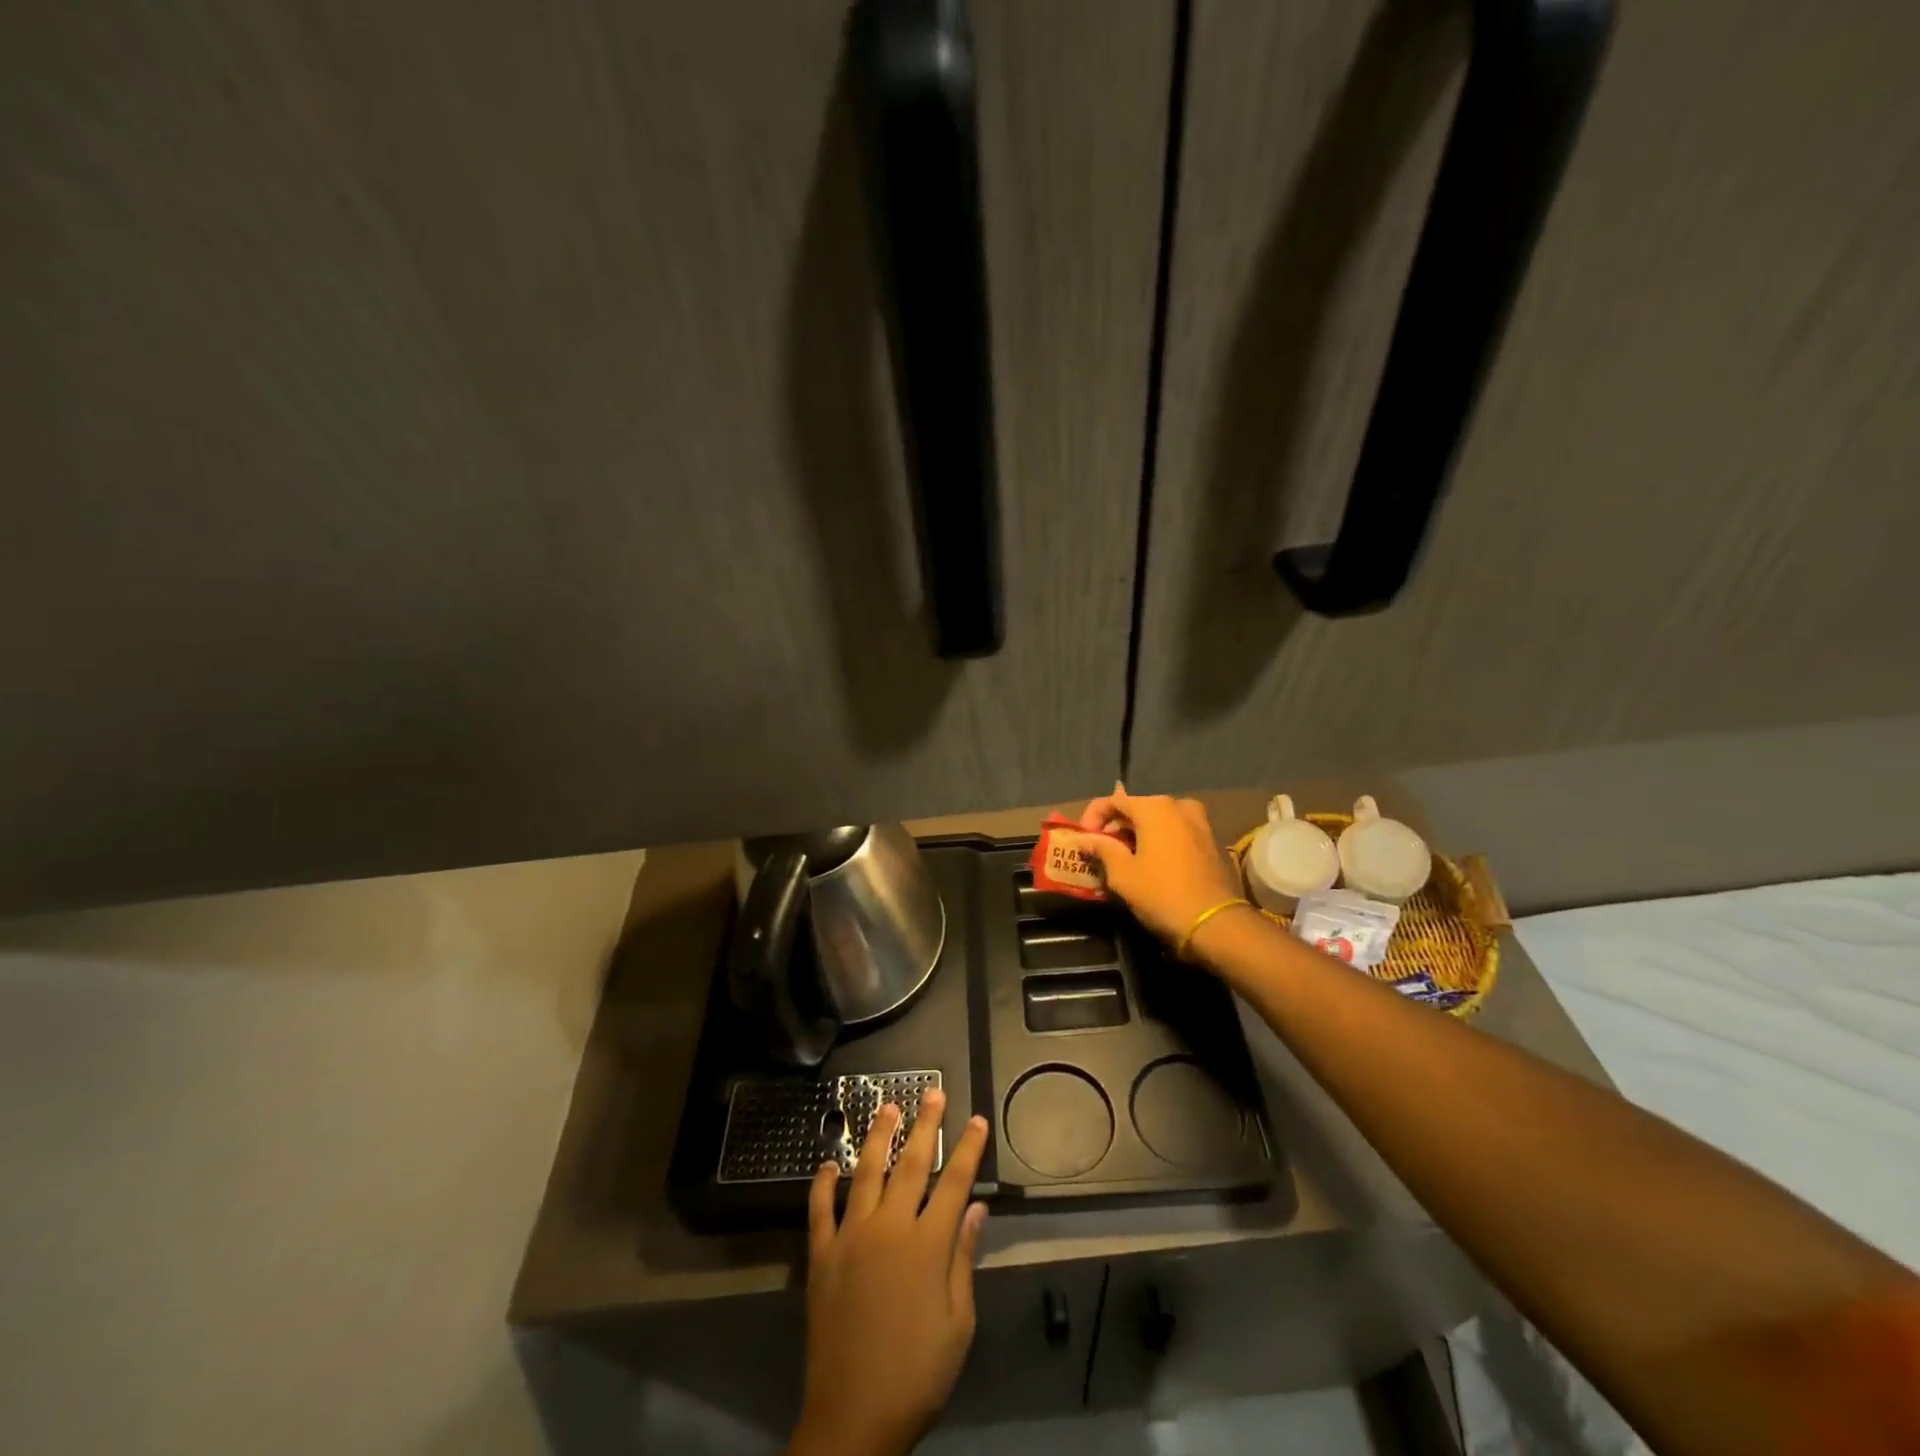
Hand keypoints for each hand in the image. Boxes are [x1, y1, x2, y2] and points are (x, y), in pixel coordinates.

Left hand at [787, 1090, 990, 1455]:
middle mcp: (889, 1229)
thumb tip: (975, 1209)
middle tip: (932, 1092)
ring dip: (878, 1137)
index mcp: (927, 1246)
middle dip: (925, 1124)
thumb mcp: (958, 1324)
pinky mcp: (821, 1256)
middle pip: (911, 1164)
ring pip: (867, 1173)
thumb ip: (963, 1260)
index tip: (976, 1119)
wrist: (853, 1418)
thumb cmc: (917, 1374)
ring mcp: (851, 1237)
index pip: (954, 1183)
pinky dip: (823, 1183)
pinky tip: (828, 1163)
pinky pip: (820, 1210)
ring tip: (887, 1107)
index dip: (968, 1149)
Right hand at [1067, 784, 1245, 946]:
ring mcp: (1199, 822)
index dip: (1092, 817)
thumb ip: (1101, 849)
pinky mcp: (1211, 841)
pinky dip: (1159, 841)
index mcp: (1154, 807)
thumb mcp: (1122, 874)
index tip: (1082, 840)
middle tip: (1100, 851)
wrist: (1216, 924)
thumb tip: (1082, 839)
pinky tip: (1151, 864)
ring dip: (1137, 835)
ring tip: (1124, 859)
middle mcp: (1178, 805)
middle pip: (1137, 808)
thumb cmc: (1162, 894)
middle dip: (1115, 827)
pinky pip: (1176, 832)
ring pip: (1158, 821)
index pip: (1113, 800)